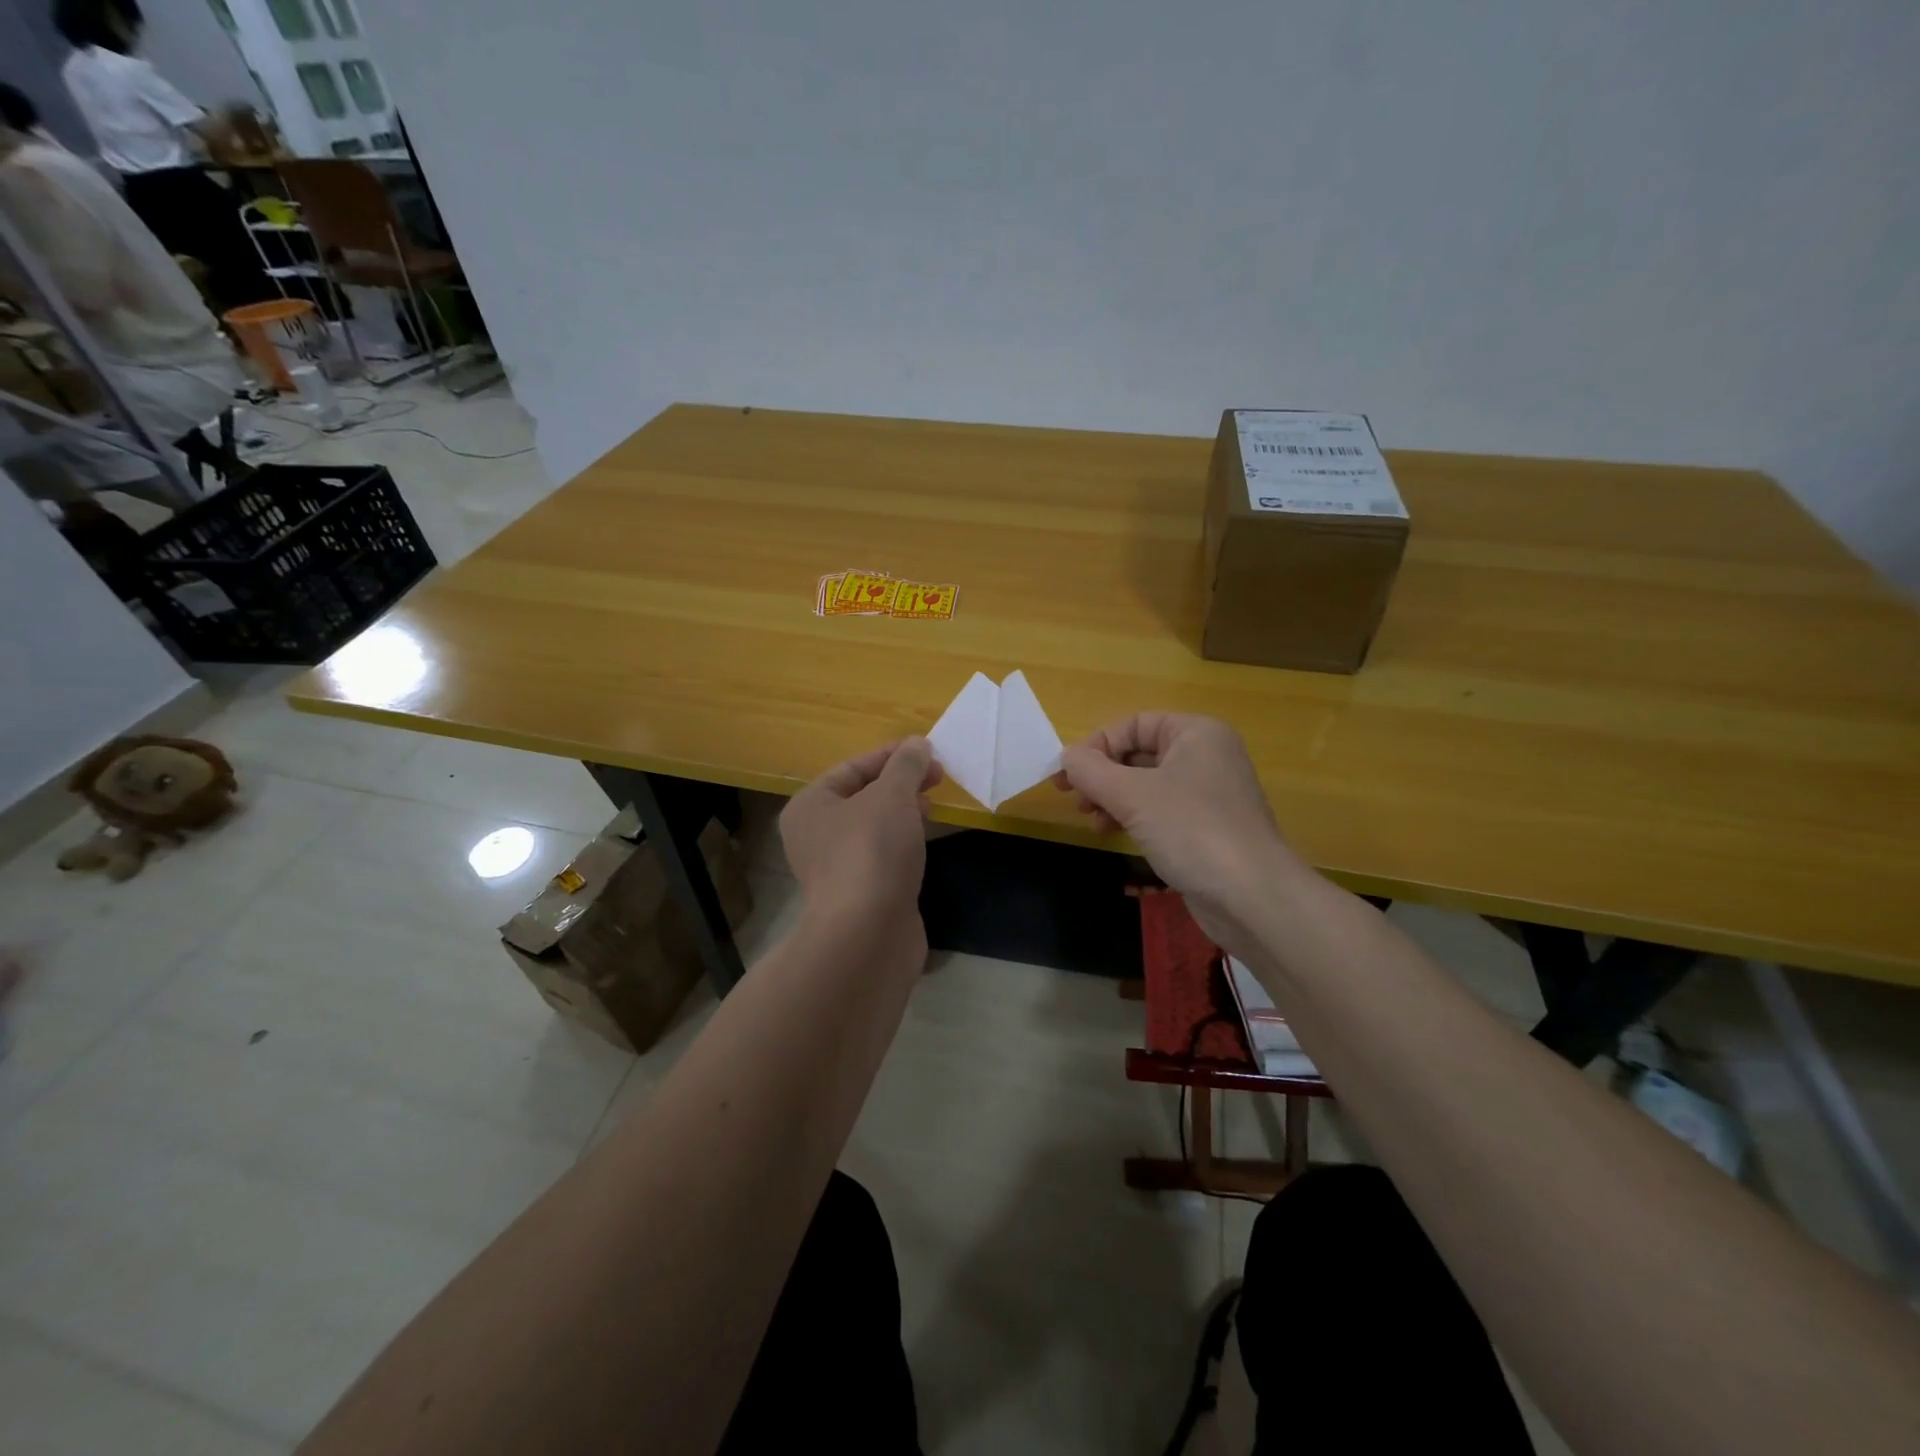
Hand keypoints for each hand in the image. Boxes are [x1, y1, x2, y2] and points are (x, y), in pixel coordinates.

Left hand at [781, 738, 941, 923]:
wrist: (868, 933)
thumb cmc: (872, 851)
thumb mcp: (892, 795)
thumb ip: (906, 765)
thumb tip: (917, 745)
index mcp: (810, 806)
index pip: (852, 768)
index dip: (891, 755)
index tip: (928, 750)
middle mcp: (816, 835)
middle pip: (863, 796)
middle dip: (901, 782)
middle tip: (938, 776)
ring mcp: (837, 867)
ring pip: (874, 827)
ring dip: (904, 811)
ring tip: (933, 804)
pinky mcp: (860, 893)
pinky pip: (882, 854)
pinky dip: (903, 841)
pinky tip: (924, 840)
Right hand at [1054, 714, 1304, 952]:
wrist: (1251, 896)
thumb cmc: (1191, 830)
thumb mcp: (1131, 795)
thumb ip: (1091, 770)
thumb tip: (1066, 756)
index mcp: (1196, 733)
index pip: (1134, 724)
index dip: (1097, 745)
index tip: (1067, 775)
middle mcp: (1206, 756)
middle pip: (1138, 753)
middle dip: (1102, 775)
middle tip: (1073, 798)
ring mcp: (1208, 794)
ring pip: (1146, 784)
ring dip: (1112, 798)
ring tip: (1090, 819)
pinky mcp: (1206, 828)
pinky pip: (1160, 810)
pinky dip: (1133, 816)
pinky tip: (1112, 832)